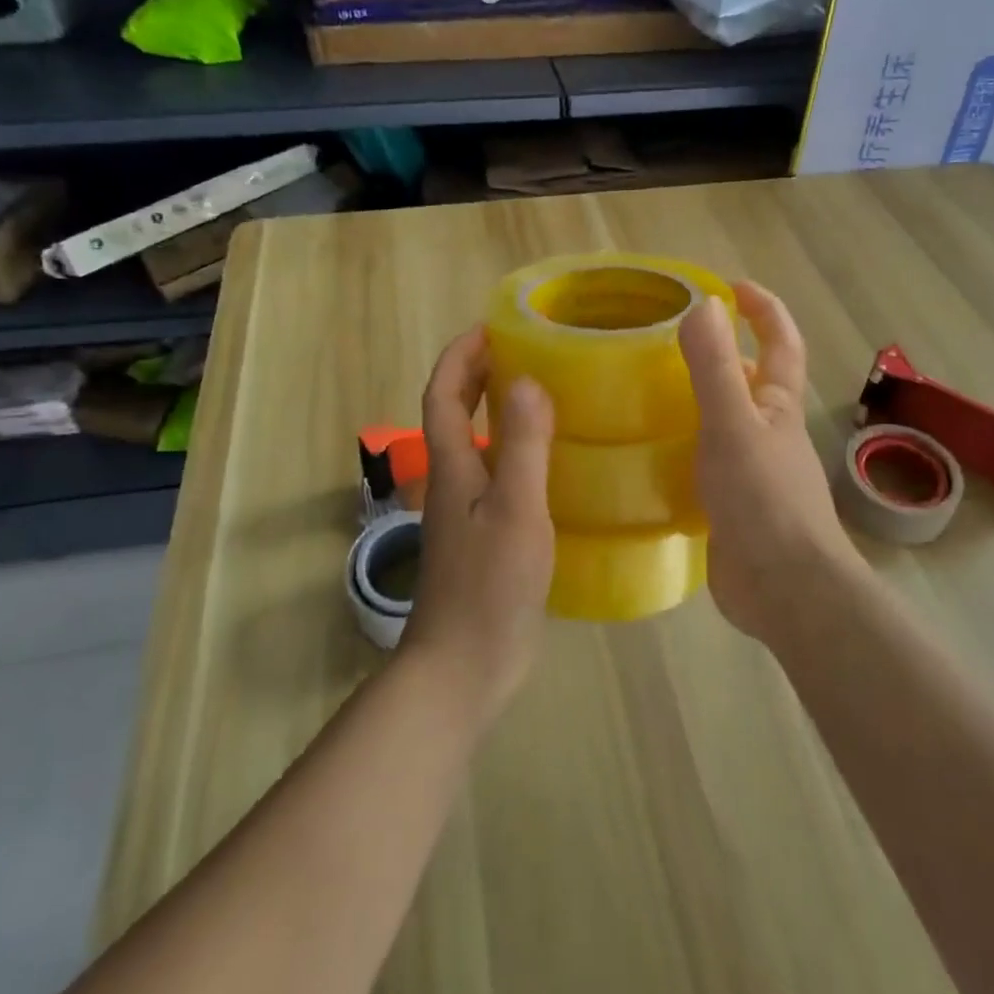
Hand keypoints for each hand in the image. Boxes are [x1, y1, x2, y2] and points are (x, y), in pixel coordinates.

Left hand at [404, 327, 555, 718]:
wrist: (465, 665)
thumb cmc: (489, 584)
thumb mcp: (515, 509)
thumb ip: (523, 446)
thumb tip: (527, 381)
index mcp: (452, 466)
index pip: (443, 395)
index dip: (459, 357)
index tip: (488, 328)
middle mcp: (452, 481)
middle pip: (453, 414)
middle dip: (475, 375)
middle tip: (519, 350)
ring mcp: (466, 511)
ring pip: (475, 444)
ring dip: (494, 410)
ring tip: (540, 392)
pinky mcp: (484, 536)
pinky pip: (495, 474)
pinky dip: (513, 450)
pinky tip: (550, 459)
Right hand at [679, 282, 854, 640]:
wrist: (784, 590)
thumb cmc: (763, 499)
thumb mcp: (732, 425)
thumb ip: (715, 368)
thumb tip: (704, 305)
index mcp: (778, 406)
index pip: (781, 343)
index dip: (764, 309)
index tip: (730, 286)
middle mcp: (769, 433)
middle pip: (750, 381)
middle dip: (722, 354)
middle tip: (666, 342)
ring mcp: (752, 472)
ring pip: (724, 423)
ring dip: (695, 402)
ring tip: (644, 391)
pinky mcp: (731, 506)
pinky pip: (704, 463)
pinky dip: (681, 449)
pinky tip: (646, 453)